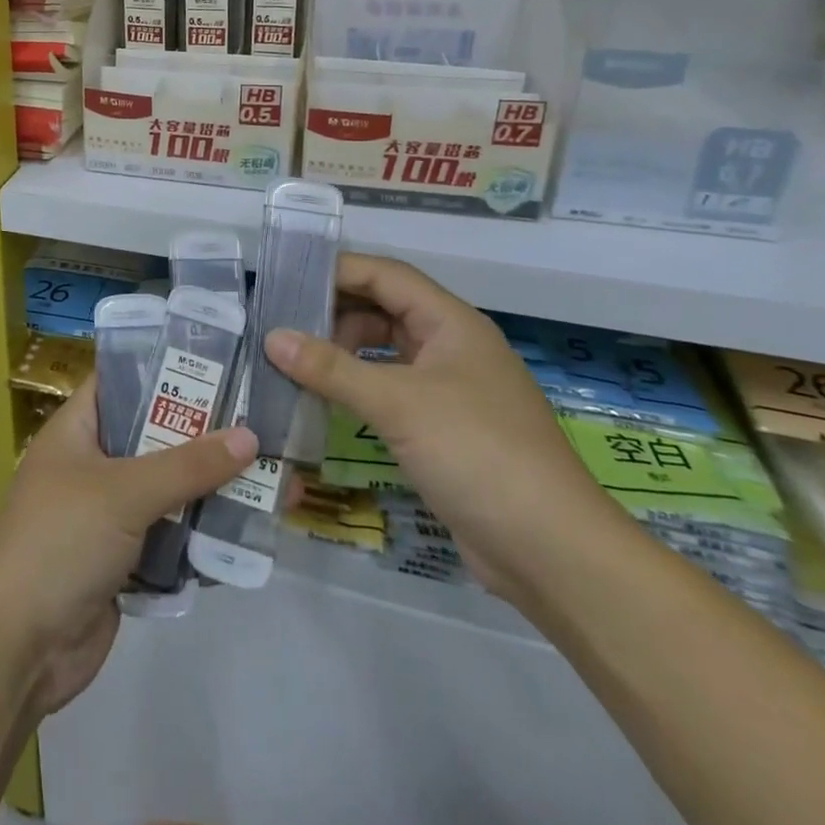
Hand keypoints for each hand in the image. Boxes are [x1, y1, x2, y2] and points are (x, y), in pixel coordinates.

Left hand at [0, 382, 255, 715]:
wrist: (19, 647)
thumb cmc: (61, 541)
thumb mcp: (124, 492)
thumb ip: (187, 465)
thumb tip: (249, 436)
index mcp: (76, 431)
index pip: (120, 382)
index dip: (163, 370)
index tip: (217, 364)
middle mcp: (91, 466)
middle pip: (152, 438)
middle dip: (202, 436)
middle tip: (259, 422)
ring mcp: (106, 516)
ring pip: (165, 491)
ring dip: (208, 490)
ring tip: (268, 477)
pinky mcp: (122, 561)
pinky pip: (168, 537)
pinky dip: (198, 536)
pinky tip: (245, 532)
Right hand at [265, 252, 628, 609]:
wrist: (553, 552)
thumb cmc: (477, 454)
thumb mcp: (397, 403)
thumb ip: (331, 368)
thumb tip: (271, 337)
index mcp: (451, 323)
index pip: (385, 275)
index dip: (337, 271)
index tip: (286, 279)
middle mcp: (452, 347)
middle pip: (384, 310)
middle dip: (334, 314)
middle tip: (281, 326)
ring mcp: (450, 390)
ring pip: (386, 352)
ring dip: (343, 353)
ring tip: (294, 364)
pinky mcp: (444, 429)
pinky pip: (391, 390)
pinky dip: (358, 389)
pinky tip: (325, 402)